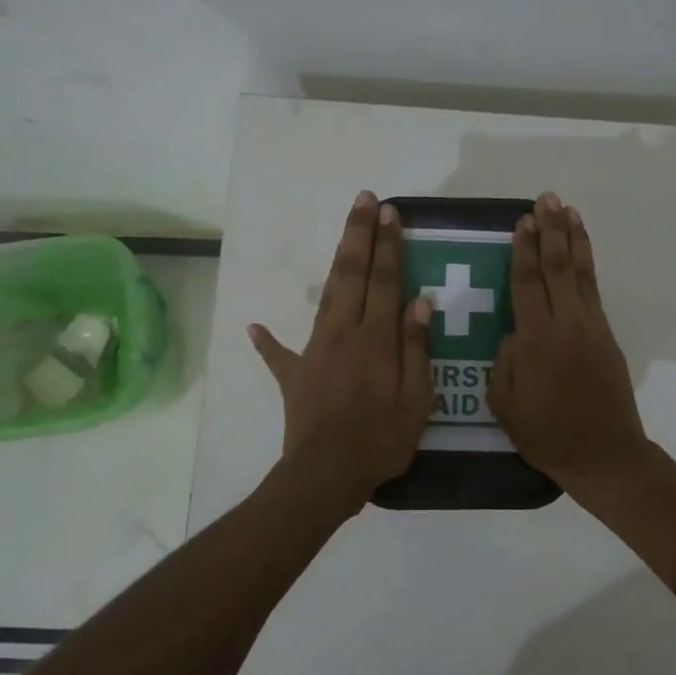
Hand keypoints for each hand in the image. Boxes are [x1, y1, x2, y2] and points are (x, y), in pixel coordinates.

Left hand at [249, 192, 434, 508]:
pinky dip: (267, 340)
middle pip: (352, 274)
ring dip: (336, 263)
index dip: (389, 245)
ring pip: (326, 297)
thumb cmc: (381, 438)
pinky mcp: (294, 374)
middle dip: (359, 235)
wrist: (326, 474)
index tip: (391, 213)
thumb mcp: (415, 399)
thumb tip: (420, 302)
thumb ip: (417, 348)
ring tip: (345, 236)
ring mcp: (314, 351)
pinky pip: (279, 354)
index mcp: (375, 338)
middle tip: (365, 200)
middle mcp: (342, 332)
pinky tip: (256, 327)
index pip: (385, 280)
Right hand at [488, 192, 651, 490]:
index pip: (527, 283)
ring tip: (568, 211)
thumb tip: (513, 330)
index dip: (523, 250)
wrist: (604, 454)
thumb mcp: (505, 403)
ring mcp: (591, 328)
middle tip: (547, 199)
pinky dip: (588, 266)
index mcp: (537, 340)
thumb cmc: (546, 434)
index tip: (522, 221)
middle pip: (558, 267)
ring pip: (582, 273)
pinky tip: (582, 252)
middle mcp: (567, 324)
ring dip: (574, 239)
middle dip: (551, 230)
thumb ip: (505, 360)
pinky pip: (593, 291)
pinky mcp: (607, 336)